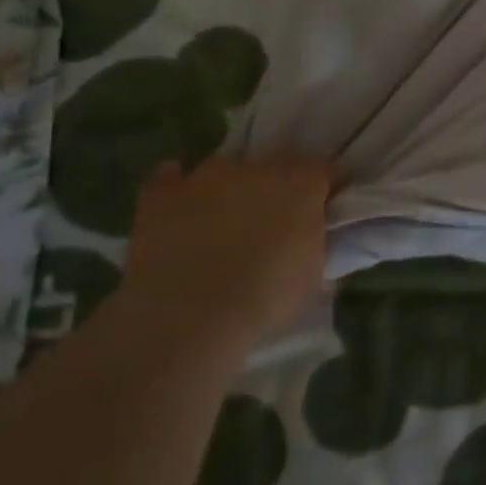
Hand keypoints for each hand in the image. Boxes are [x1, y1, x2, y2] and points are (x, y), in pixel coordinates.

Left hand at [124, 154, 332, 346]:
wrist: (189, 318)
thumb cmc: (265, 298)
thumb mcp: (313, 273)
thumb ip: (315, 241)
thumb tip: (312, 236)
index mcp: (302, 183)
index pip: (323, 169)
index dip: (321, 189)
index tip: (320, 210)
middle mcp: (257, 167)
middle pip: (272, 166)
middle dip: (274, 188)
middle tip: (270, 222)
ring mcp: (207, 176)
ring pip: (224, 170)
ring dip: (228, 188)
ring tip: (222, 221)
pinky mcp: (163, 194)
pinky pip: (169, 178)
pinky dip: (176, 188)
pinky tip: (180, 208)